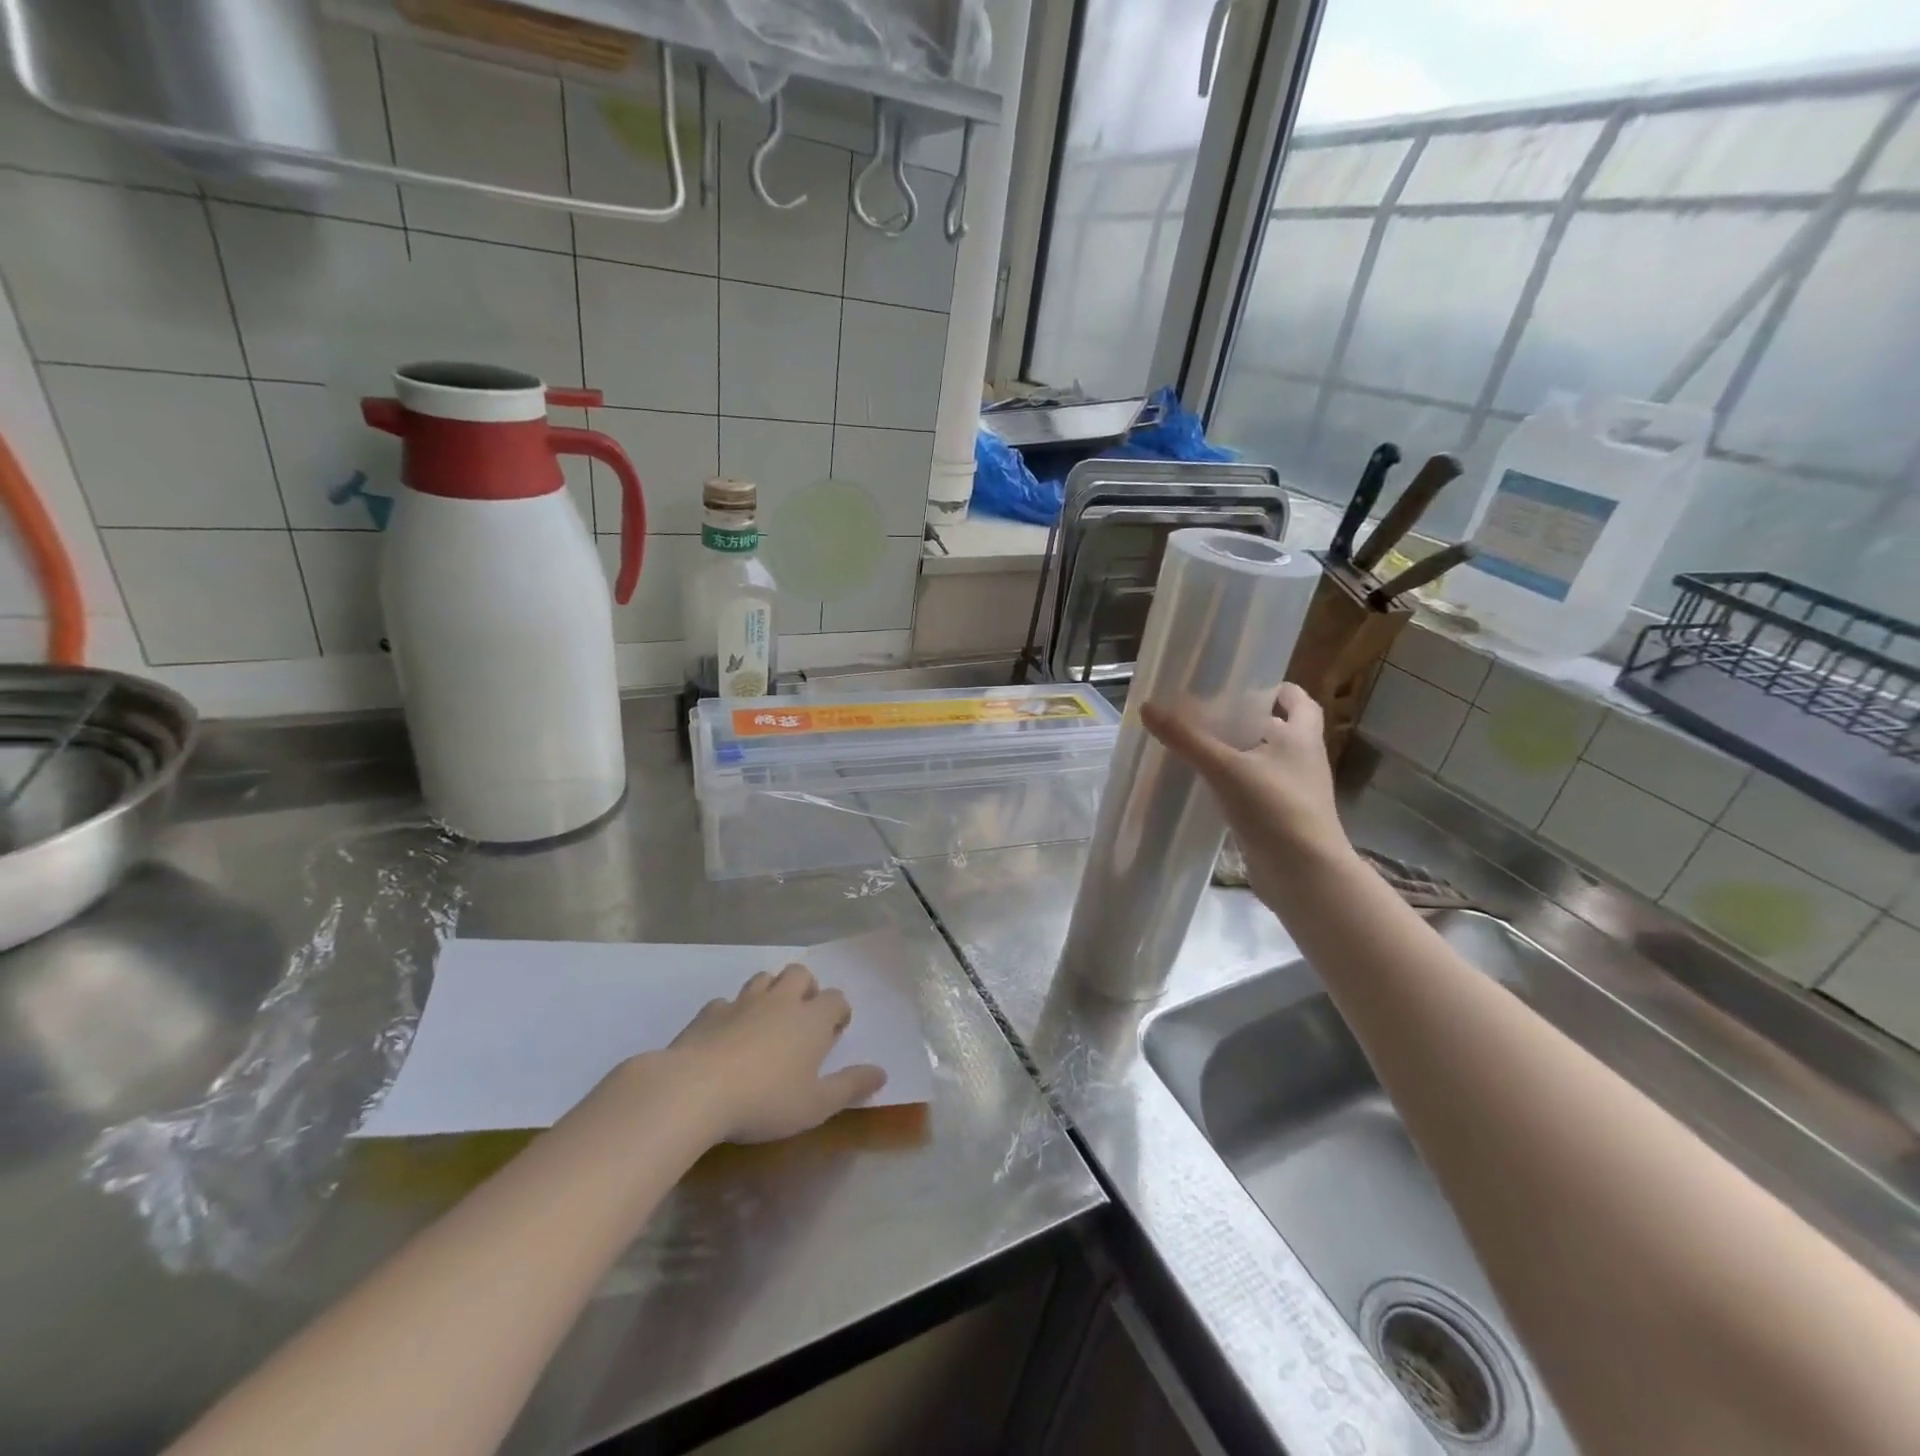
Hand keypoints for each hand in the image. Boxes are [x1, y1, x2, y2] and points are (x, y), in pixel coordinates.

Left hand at [667, 964, 886, 1143]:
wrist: (695, 1090)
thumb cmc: (765, 1100)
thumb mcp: (816, 1105)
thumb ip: (850, 1087)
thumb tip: (881, 1073)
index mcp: (811, 1019)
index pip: (836, 998)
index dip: (839, 1011)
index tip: (835, 1032)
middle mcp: (781, 1001)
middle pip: (800, 974)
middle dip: (806, 988)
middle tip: (802, 1018)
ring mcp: (742, 1002)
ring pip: (763, 979)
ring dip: (771, 992)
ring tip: (768, 1021)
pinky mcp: (709, 1012)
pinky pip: (726, 1002)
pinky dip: (732, 1012)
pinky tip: (727, 1035)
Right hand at [1140, 683, 1358, 907]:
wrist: (1305, 875)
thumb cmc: (1275, 808)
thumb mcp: (1225, 768)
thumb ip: (1186, 738)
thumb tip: (1148, 706)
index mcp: (1301, 737)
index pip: (1298, 700)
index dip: (1276, 689)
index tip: (1243, 685)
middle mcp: (1301, 760)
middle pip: (1276, 729)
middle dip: (1245, 720)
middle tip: (1205, 713)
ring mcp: (1292, 792)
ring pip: (1262, 761)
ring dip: (1236, 753)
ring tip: (1195, 745)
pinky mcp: (1280, 818)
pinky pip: (1254, 791)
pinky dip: (1233, 784)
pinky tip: (1204, 785)